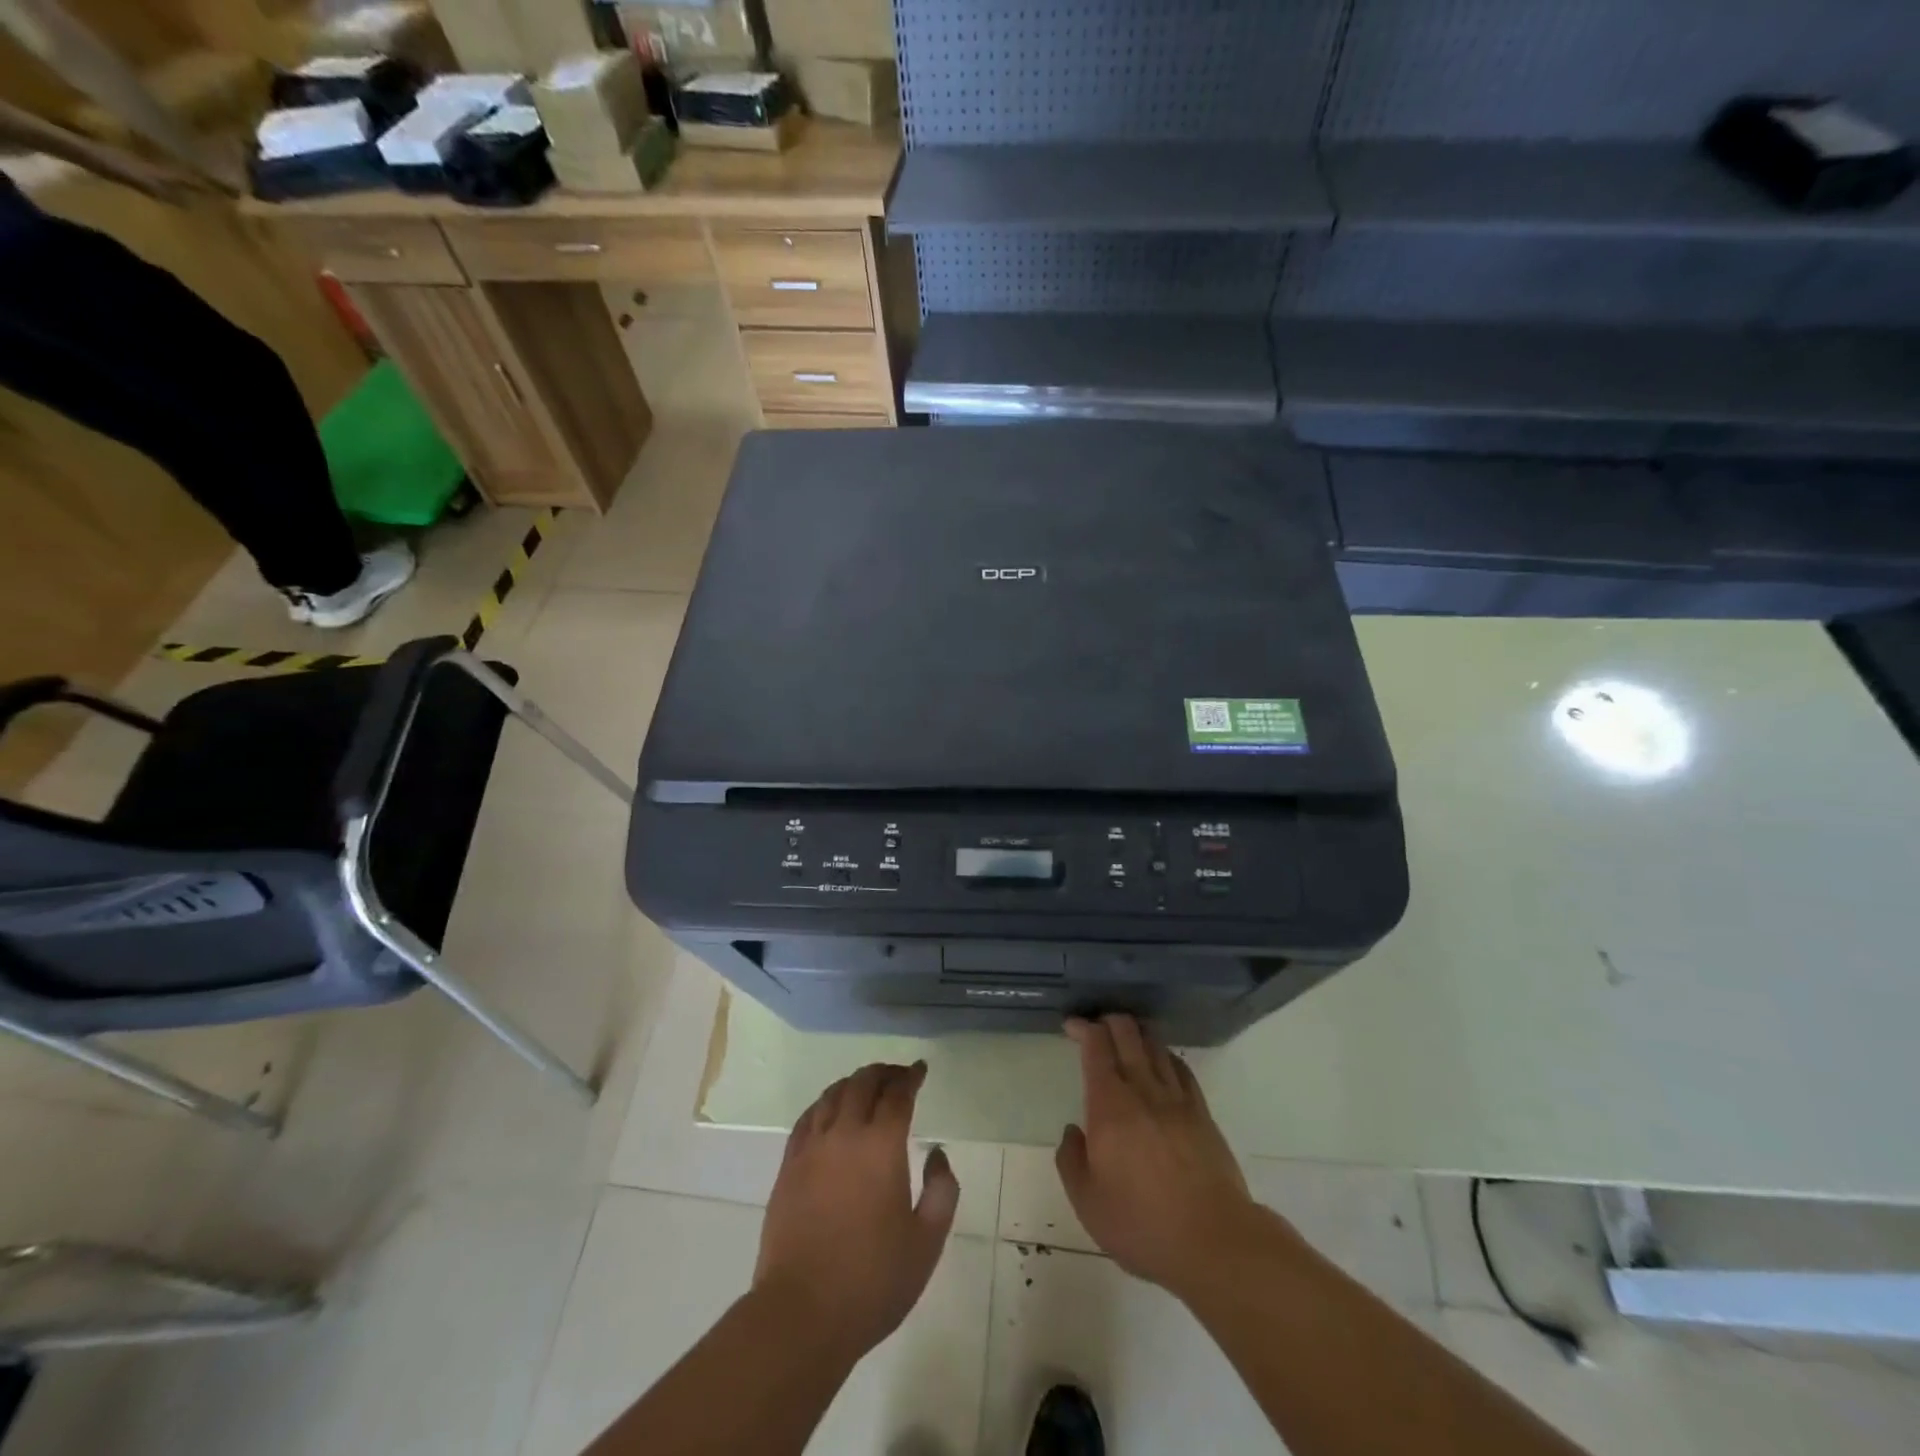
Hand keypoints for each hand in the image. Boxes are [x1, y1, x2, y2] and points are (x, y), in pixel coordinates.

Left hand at [754, 1061, 959, 1359]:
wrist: (801, 1313)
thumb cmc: (872, 1280)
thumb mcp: (926, 1243)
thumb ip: (942, 1191)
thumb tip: (937, 1153)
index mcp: (881, 1146)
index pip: (897, 1094)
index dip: (911, 1077)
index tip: (920, 1069)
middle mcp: (845, 1134)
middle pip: (862, 1083)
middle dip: (883, 1073)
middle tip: (897, 1076)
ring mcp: (811, 1148)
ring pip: (832, 1095)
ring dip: (853, 1083)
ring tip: (866, 1087)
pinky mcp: (788, 1167)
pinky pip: (807, 1118)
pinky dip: (824, 1103)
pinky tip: (830, 1111)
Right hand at [1055, 1016, 1266, 1299]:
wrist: (1214, 1242)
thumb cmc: (1142, 1224)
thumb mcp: (1088, 1203)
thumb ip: (1071, 1160)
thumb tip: (1073, 1132)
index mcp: (1110, 1106)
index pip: (1096, 1047)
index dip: (1083, 1028)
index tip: (1071, 1026)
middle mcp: (1143, 1090)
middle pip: (1128, 1034)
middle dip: (1109, 1021)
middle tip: (1096, 1026)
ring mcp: (1177, 1100)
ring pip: (1155, 1047)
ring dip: (1137, 1034)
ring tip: (1126, 1038)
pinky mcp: (1202, 1114)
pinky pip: (1181, 1070)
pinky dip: (1166, 1057)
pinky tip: (1161, 1063)